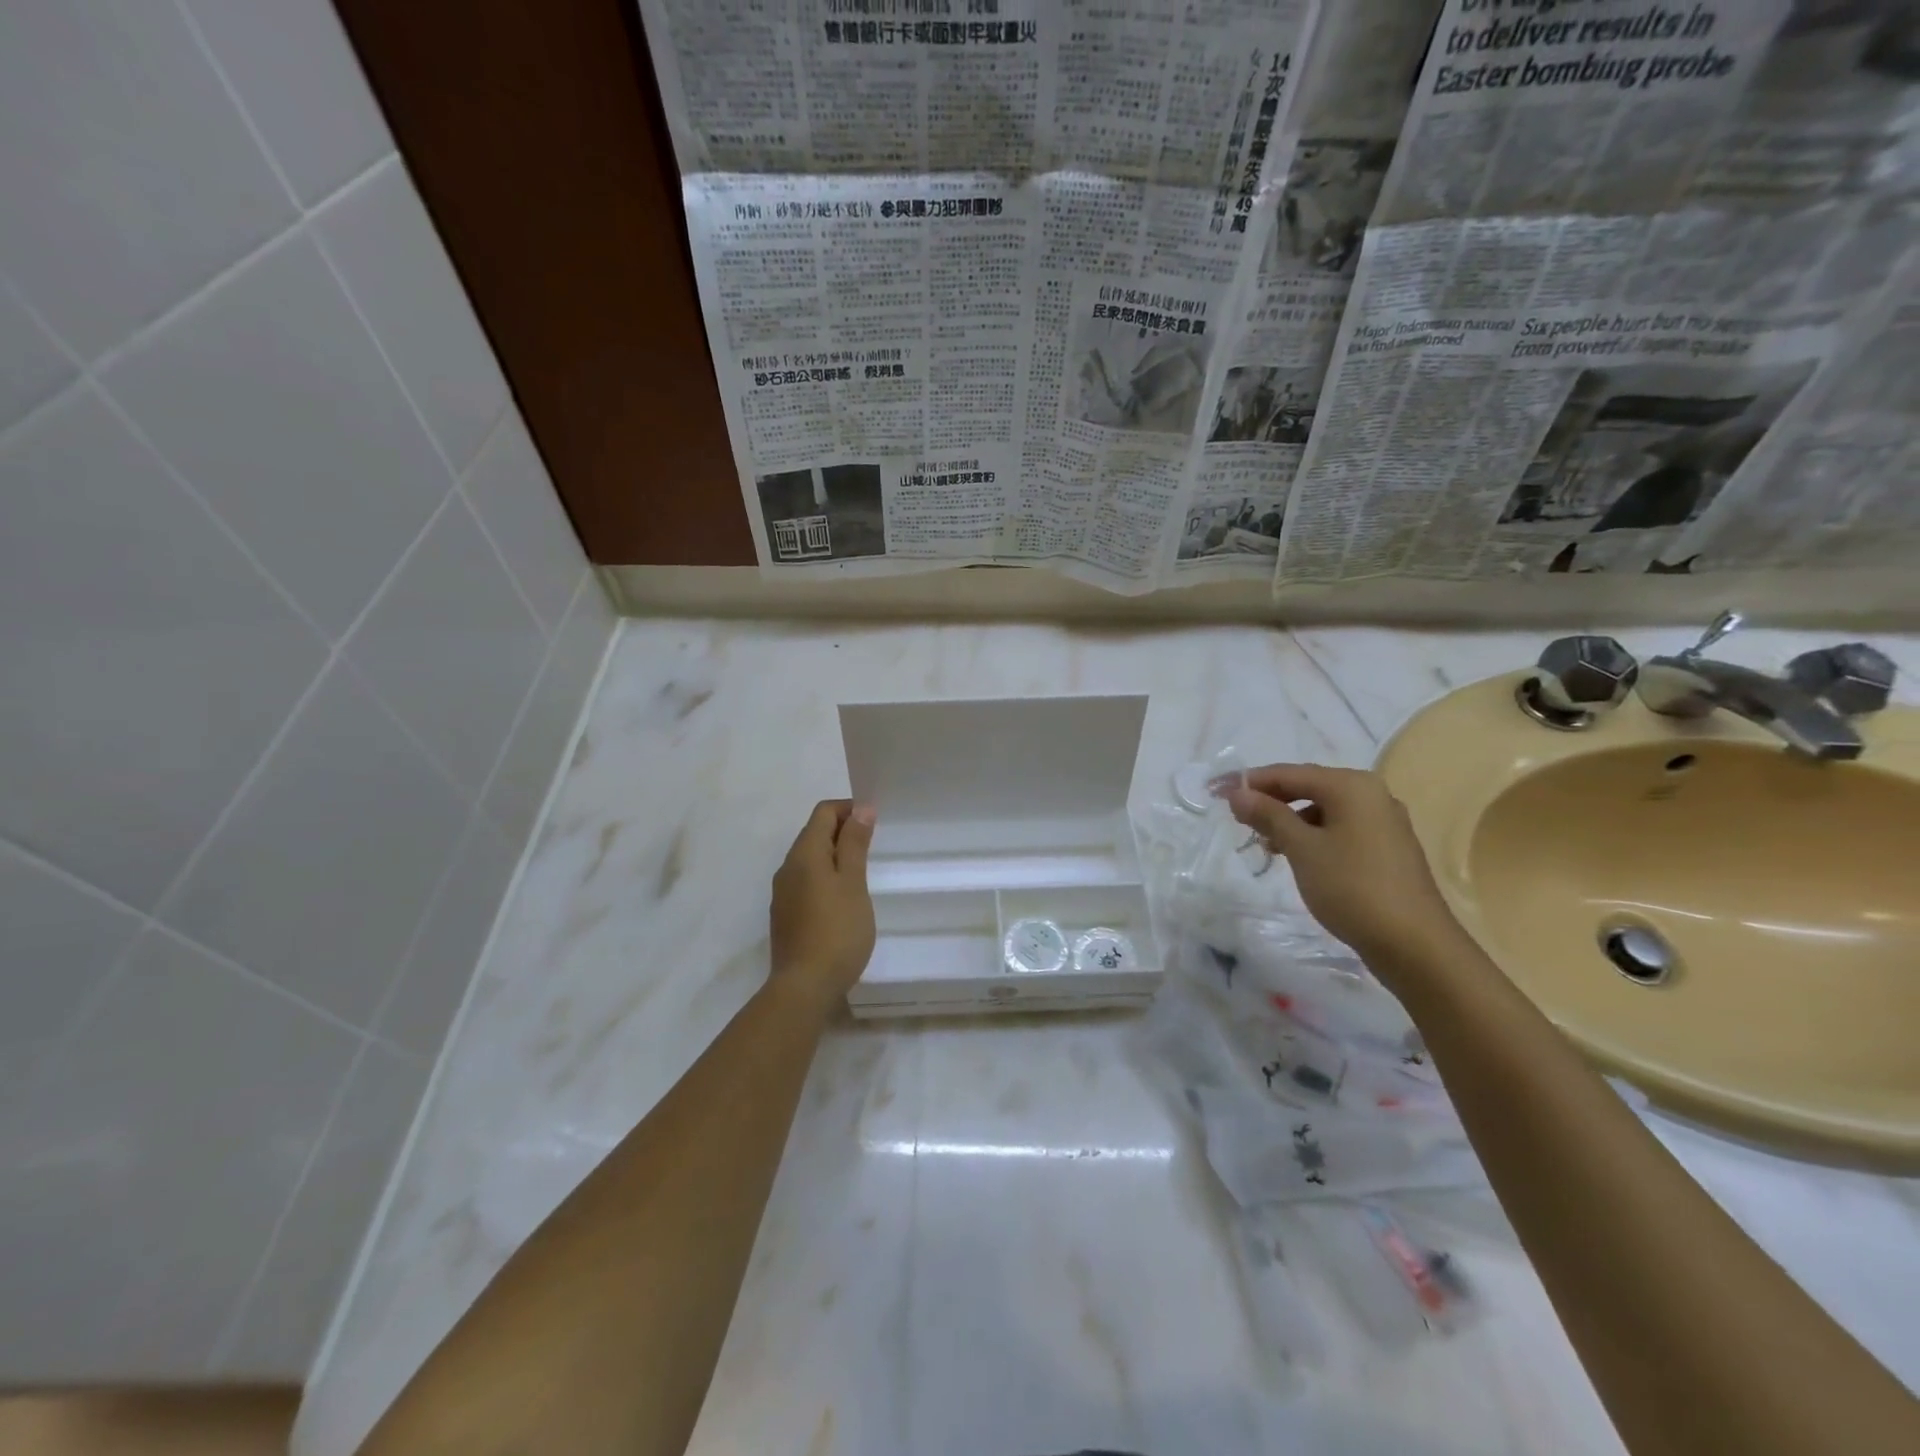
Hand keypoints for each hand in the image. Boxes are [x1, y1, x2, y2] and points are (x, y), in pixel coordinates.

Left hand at [768, 799, 876, 1011]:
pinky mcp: (786, 915)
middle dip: (844, 831)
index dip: (850, 809)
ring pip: (810, 860)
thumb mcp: (853, 883)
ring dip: (835, 856)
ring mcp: (783, 893)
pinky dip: (826, 878)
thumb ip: (855, 844)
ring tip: (863, 871)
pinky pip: (806, 882)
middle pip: (815, 833)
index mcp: (804, 854)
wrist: (804, 987)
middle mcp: (788, 867)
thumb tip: (861, 809)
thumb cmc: (837, 930)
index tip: (875, 821)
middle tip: (874, 845)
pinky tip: (844, 899)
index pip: (823, 812)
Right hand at [1218, 764, 1465, 975]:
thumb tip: (1237, 793)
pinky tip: (1297, 857)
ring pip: (1324, 810)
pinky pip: (1340, 829)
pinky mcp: (1388, 849)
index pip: (1288, 773)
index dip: (1248, 781)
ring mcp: (1384, 822)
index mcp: (1351, 786)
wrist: (1415, 945)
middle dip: (1270, 800)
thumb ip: (1268, 815)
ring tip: (1264, 844)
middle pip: (1308, 787)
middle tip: (1235, 817)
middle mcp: (1372, 794)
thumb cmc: (1352, 888)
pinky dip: (1313, 835)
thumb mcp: (1302, 849)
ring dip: (1289, 821)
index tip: (1215, 791)